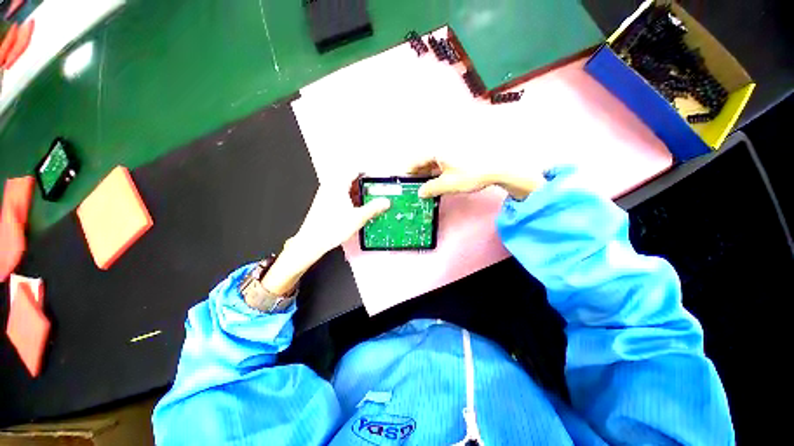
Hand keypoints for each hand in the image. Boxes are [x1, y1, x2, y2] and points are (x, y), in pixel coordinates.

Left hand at [259, 175, 389, 296]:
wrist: (313, 241)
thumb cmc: (332, 228)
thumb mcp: (358, 218)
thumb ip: (373, 208)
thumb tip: (385, 202)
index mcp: (337, 185)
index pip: (354, 170)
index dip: (367, 174)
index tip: (377, 179)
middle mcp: (330, 187)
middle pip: (350, 179)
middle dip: (364, 185)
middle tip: (375, 192)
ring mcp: (326, 194)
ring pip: (345, 188)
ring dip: (357, 193)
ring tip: (368, 202)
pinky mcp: (324, 202)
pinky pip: (340, 195)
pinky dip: (350, 198)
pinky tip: (356, 209)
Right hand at [410, 157, 544, 200]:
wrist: (498, 167)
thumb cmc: (471, 174)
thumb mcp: (448, 184)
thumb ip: (431, 188)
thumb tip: (420, 193)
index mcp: (436, 151)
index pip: (416, 161)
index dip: (409, 172)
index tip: (405, 182)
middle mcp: (441, 147)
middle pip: (423, 160)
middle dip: (418, 174)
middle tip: (414, 187)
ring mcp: (450, 150)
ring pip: (433, 162)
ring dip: (427, 174)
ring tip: (425, 186)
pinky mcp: (457, 154)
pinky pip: (441, 163)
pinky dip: (437, 172)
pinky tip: (437, 181)